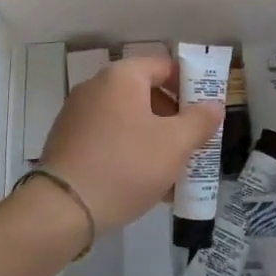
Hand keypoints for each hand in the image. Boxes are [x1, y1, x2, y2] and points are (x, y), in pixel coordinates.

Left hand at [40, 54, 222, 232]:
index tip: (206, 112)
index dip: (190, 85)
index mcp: (121, 77)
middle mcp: (95, 87)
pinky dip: (129, 152)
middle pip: (145, 93)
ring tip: (173, 171)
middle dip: (173, 118)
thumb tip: (213, 105)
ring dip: (153, 139)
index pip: (164, 66)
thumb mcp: (174, 144)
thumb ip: (199, 121)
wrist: (62, 209)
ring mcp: (77, 115)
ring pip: (127, 120)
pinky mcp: (67, 142)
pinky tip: (144, 183)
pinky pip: (108, 139)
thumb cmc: (126, 165)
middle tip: (193, 144)